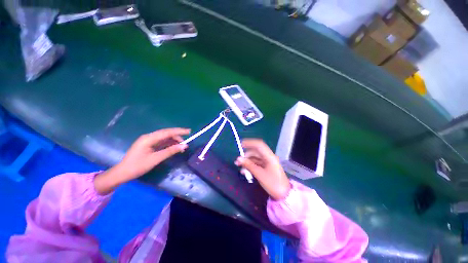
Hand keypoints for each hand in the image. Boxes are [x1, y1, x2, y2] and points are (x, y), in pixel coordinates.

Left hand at [94, 128, 189, 193]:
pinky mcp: (149, 145)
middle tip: (188, 139)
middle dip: (177, 135)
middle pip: (166, 133)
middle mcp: (149, 137)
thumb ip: (170, 151)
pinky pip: (162, 142)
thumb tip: (184, 146)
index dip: (179, 131)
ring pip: (164, 138)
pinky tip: (175, 147)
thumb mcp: (156, 159)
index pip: (167, 132)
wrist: (122, 173)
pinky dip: (169, 144)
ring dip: (174, 140)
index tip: (189, 131)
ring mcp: (149, 141)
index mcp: (149, 138)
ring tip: (182, 145)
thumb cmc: (138, 166)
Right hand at [235, 139, 289, 199]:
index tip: (240, 145)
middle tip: (237, 161)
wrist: (283, 195)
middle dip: (246, 155)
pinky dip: (250, 166)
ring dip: (247, 161)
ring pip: (255, 158)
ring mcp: (267, 162)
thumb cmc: (273, 184)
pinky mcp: (266, 167)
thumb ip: (249, 165)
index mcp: (269, 156)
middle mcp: (268, 157)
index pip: (259, 145)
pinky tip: (244, 171)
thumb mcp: (260, 174)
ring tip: (239, 167)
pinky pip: (256, 164)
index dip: (249, 143)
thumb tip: (238, 159)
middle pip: (255, 152)